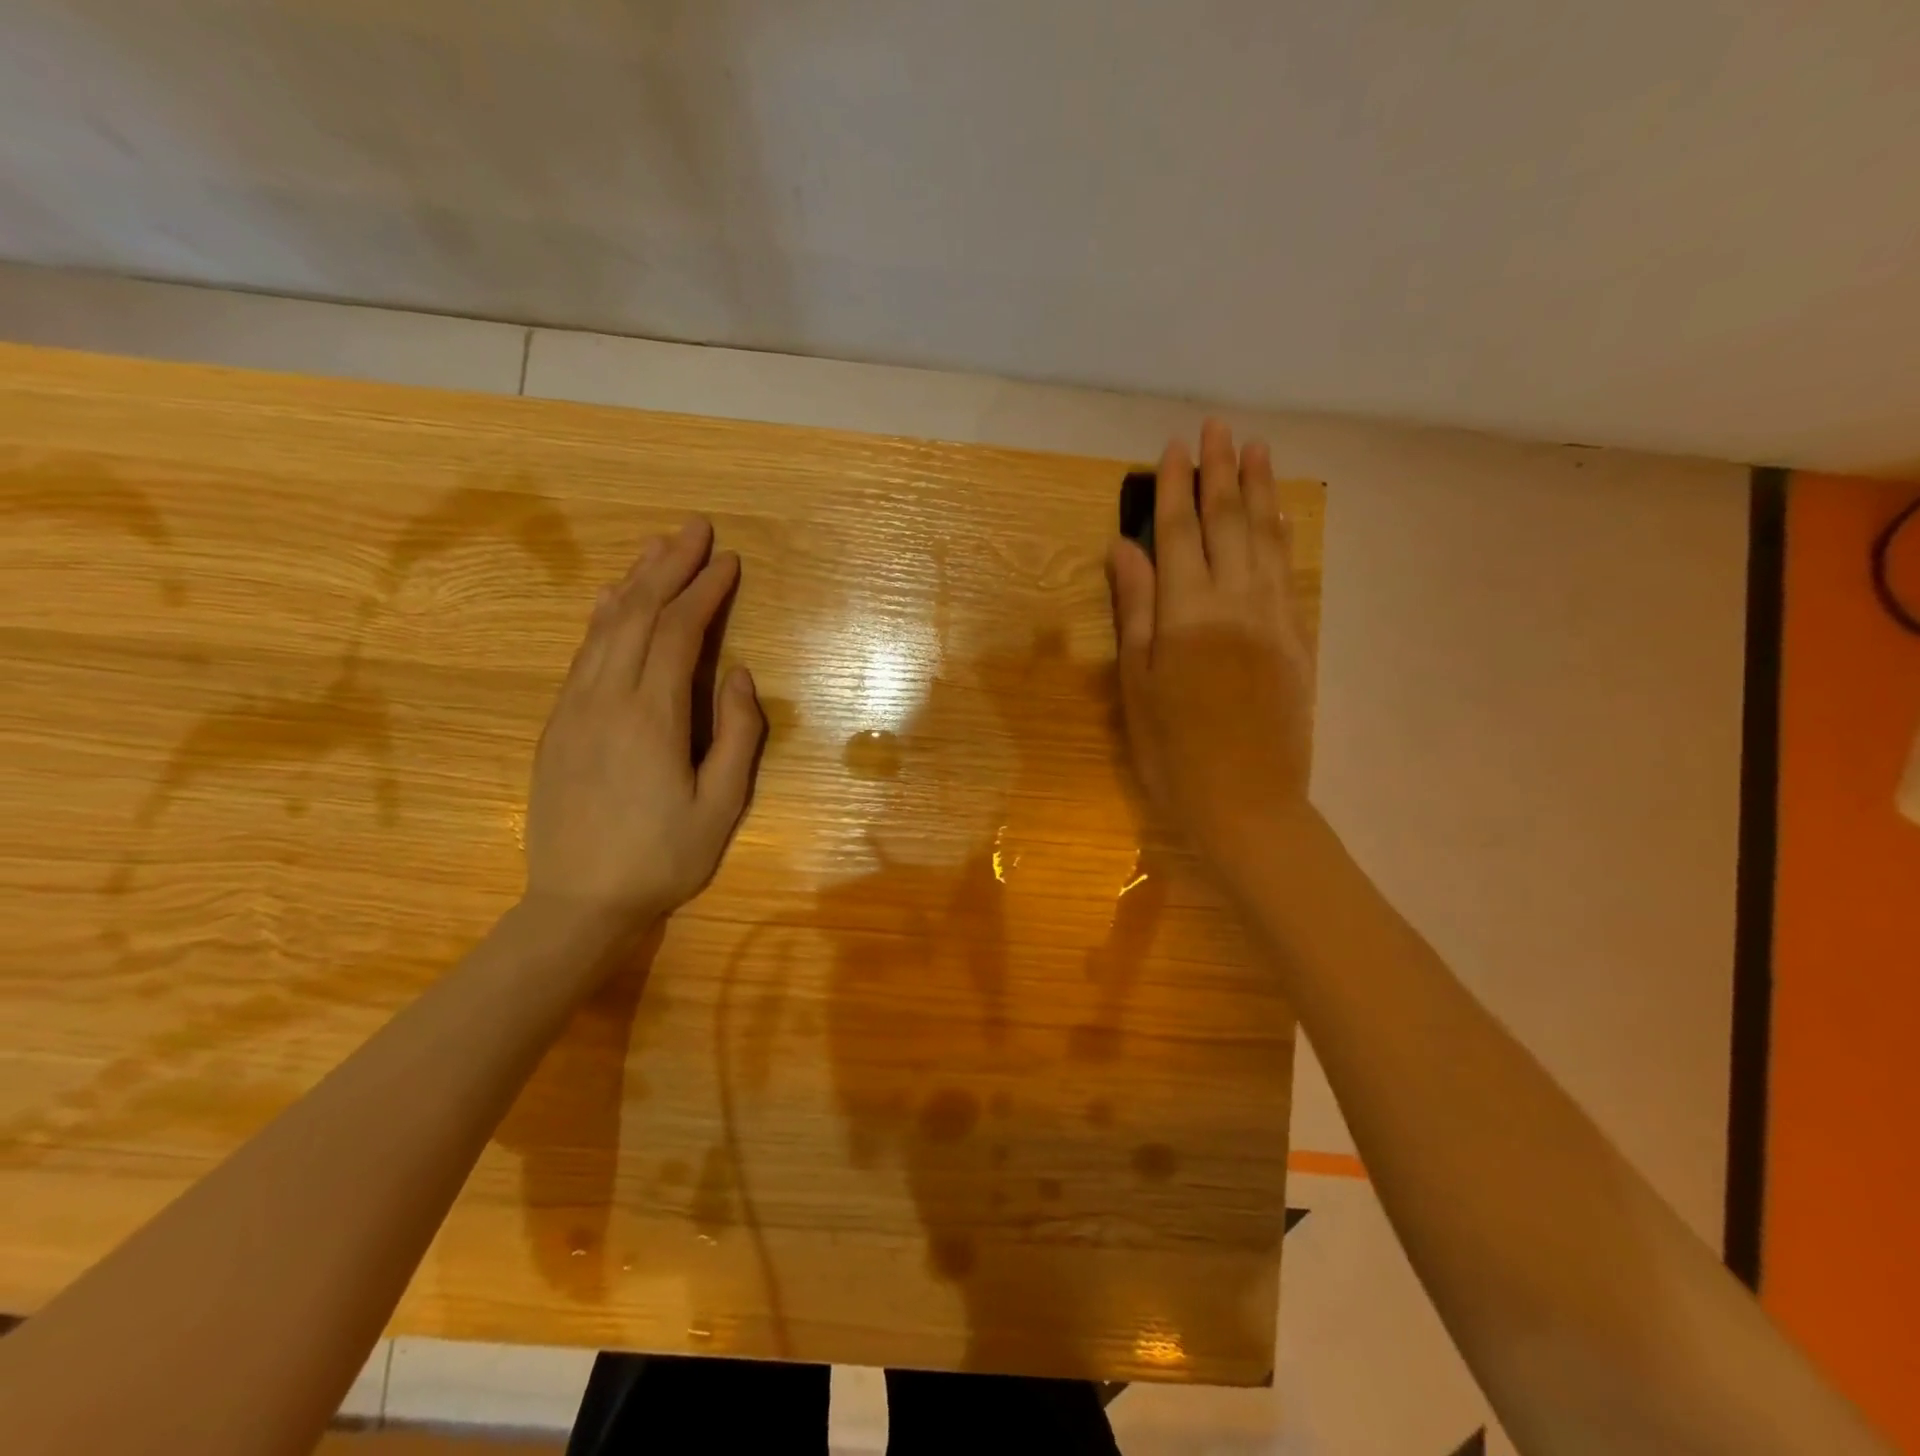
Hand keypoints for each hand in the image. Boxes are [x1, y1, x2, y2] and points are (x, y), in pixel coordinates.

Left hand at [523, 517, 762, 936]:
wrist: (577, 904)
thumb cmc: (662, 859)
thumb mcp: (721, 807)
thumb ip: (738, 736)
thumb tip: (741, 675)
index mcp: (651, 717)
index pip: (679, 633)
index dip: (705, 591)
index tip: (728, 560)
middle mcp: (606, 698)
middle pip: (637, 614)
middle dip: (669, 567)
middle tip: (694, 529)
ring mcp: (573, 708)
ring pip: (605, 627)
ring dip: (634, 582)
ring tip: (658, 548)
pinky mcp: (557, 724)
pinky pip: (583, 653)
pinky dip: (604, 617)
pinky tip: (613, 600)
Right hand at [1109, 420, 1314, 874]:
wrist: (1246, 801)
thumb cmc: (1172, 750)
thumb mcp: (1137, 684)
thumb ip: (1135, 610)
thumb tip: (1125, 549)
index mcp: (1188, 614)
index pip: (1180, 534)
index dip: (1175, 489)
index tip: (1173, 447)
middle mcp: (1236, 602)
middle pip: (1228, 524)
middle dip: (1220, 472)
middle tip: (1218, 426)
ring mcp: (1274, 618)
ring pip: (1266, 539)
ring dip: (1259, 490)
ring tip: (1255, 449)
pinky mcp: (1297, 638)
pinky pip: (1289, 572)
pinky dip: (1283, 536)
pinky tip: (1281, 515)